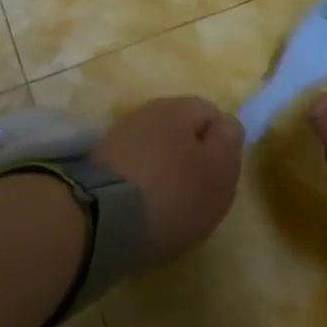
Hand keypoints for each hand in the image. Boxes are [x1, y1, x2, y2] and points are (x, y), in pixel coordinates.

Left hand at [94, 96, 244, 268]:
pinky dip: (140, 185)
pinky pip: (132, 168)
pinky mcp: (97, 163)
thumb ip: (229, 141)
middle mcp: (146, 113)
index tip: (219, 176)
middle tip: (196, 194)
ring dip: (164, 171)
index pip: (211, 113)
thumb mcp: (219, 171)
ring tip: (166, 206)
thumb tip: (225, 124)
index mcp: (178, 108)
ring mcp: (118, 136)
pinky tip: (141, 209)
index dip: (221, 143)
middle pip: (181, 131)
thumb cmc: (173, 194)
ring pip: (155, 149)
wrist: (100, 218)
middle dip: (190, 157)